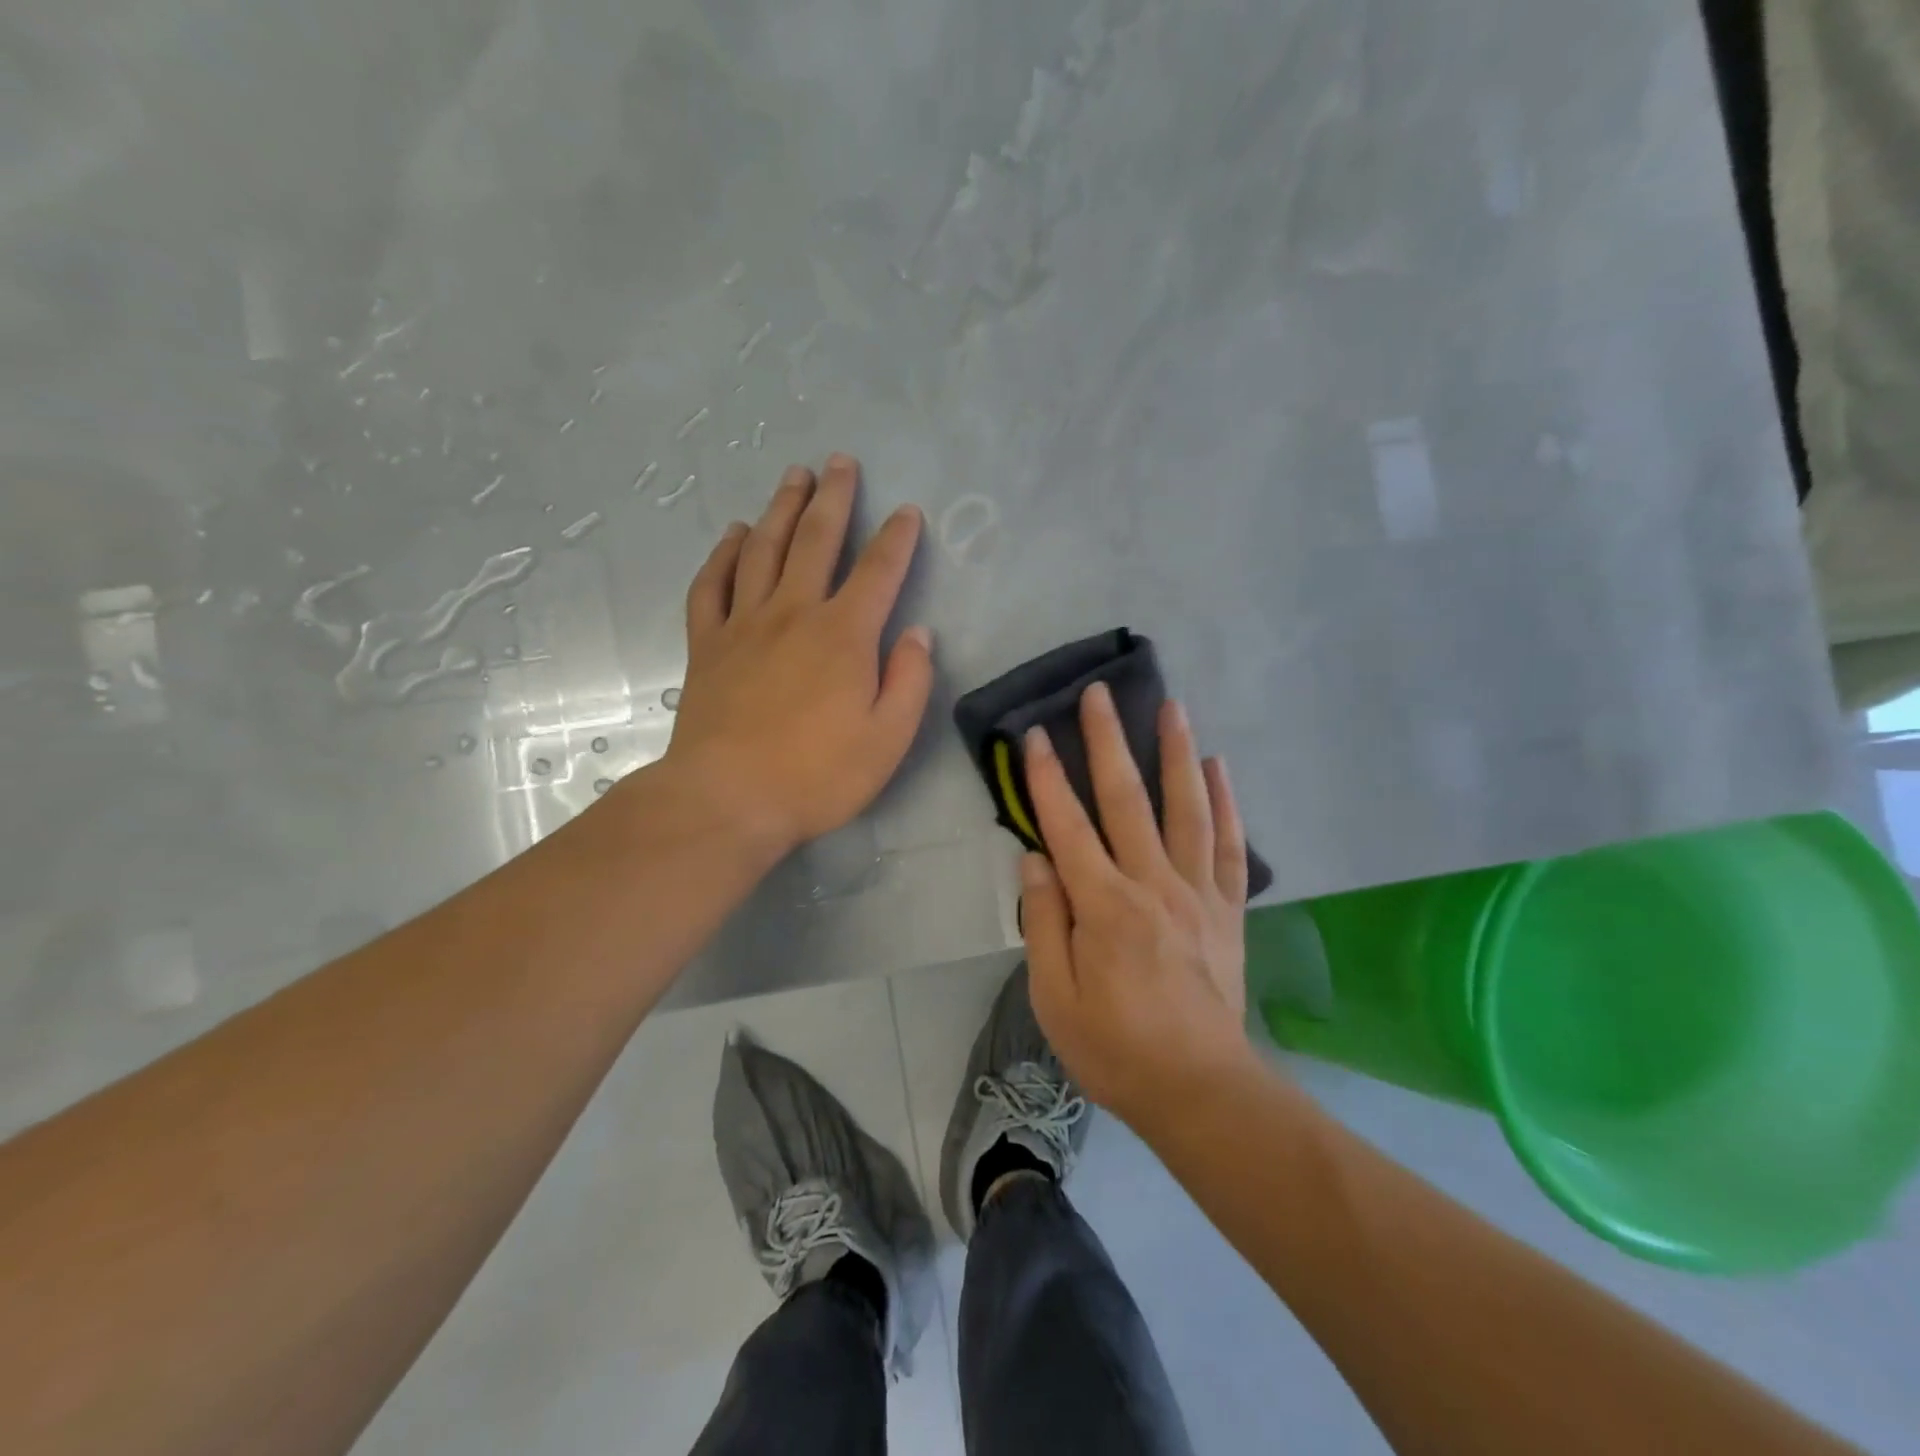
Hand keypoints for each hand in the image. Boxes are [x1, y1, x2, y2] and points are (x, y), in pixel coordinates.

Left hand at [658, 454, 932, 858]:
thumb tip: (918, 634)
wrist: (727, 799)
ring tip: (793, 476)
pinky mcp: (706, 645)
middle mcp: (794, 613)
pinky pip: (711, 585)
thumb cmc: (817, 775)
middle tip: (840, 461)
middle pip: (815, 540)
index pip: (878, 572)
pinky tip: (734, 534)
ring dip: (781, 508)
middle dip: (833, 498)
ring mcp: (744, 624)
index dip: (896, 538)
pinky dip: (723, 554)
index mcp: (844, 635)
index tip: (906, 512)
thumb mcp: (887, 739)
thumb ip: (910, 681)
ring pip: (763, 549)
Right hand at [1020, 683, 1254, 1127]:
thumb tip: (1034, 858)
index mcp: (1104, 906)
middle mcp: (1152, 884)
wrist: (1199, 1088)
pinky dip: (1225, 802)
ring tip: (1171, 706)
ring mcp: (1197, 892)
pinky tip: (1219, 766)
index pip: (1067, 826)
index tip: (1034, 734)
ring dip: (1176, 752)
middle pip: (1126, 799)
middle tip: (1099, 693)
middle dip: (1108, 741)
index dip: (1046, 777)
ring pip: (1186, 807)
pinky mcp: (1227, 907)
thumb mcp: (1054, 996)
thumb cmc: (1114, 1046)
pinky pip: (1228, 844)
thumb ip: (1043, 921)